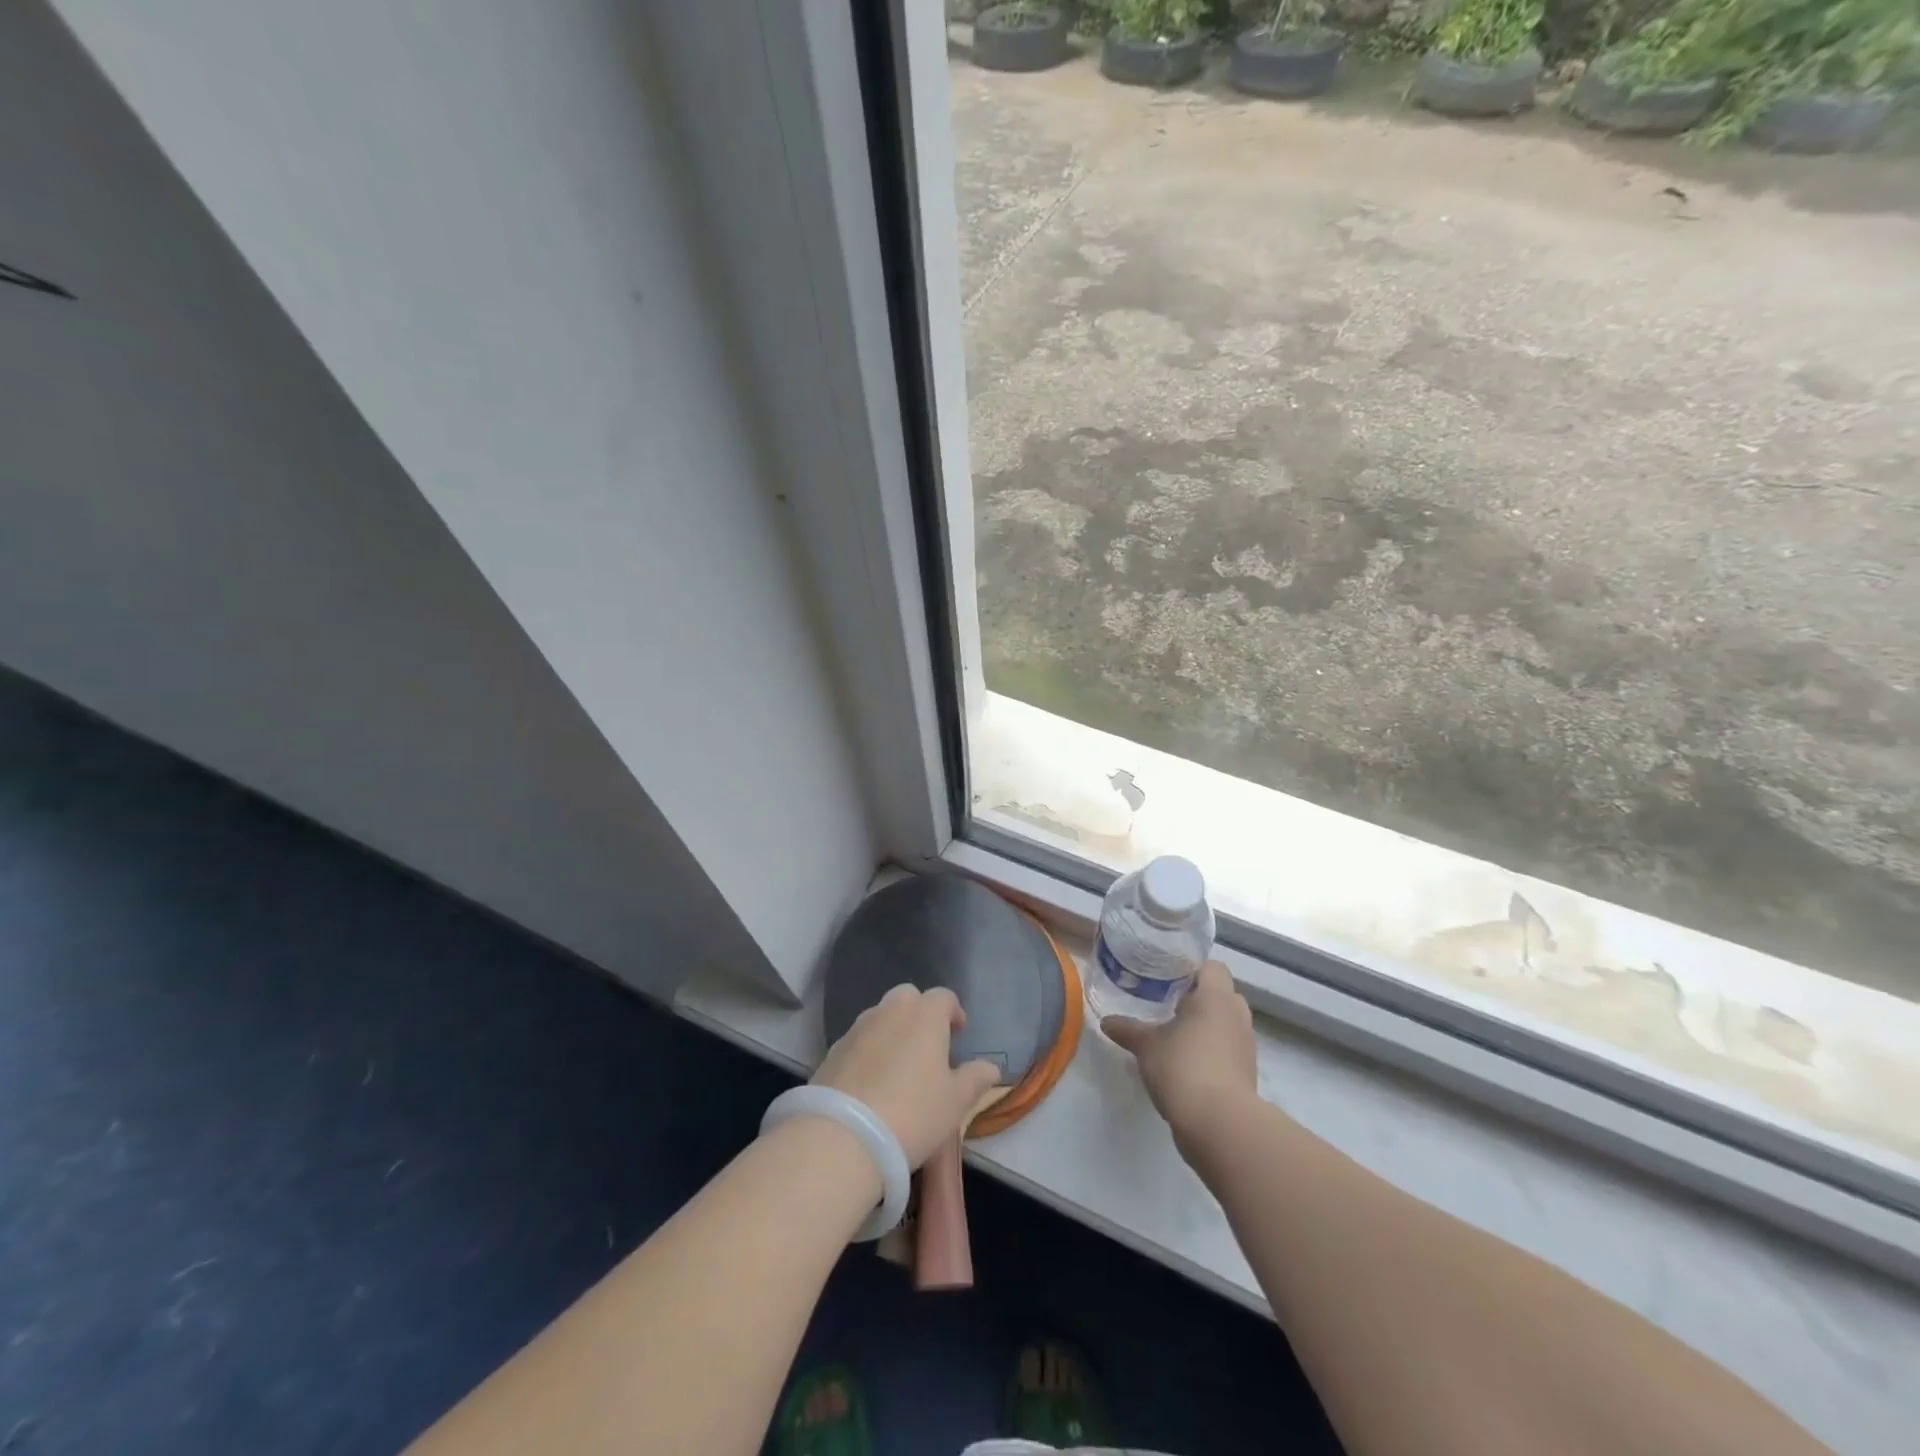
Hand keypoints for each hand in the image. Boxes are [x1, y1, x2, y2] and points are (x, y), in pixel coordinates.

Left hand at [813, 984, 1002, 1169]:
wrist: (843, 1137)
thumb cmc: (912, 1113)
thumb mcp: (955, 1102)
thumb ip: (974, 1079)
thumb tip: (991, 1067)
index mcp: (924, 1015)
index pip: (943, 997)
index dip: (953, 1011)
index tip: (958, 1031)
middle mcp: (890, 1011)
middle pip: (908, 997)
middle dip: (920, 1013)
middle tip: (928, 1045)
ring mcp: (857, 1028)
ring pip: (880, 1016)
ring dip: (892, 1030)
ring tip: (899, 1066)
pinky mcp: (832, 1050)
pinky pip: (858, 1040)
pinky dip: (868, 1051)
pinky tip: (871, 1082)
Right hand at [1104, 961, 1257, 1140]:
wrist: (1219, 1123)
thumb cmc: (1183, 1066)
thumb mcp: (1146, 1046)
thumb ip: (1128, 1029)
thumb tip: (1106, 1022)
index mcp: (1216, 996)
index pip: (1212, 967)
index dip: (1192, 969)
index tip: (1168, 977)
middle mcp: (1236, 1014)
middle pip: (1221, 994)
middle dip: (1199, 998)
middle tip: (1169, 1004)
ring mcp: (1246, 1045)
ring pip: (1226, 1022)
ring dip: (1207, 1025)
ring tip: (1176, 1034)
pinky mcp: (1247, 1072)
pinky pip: (1229, 1048)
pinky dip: (1213, 1050)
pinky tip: (1187, 1061)